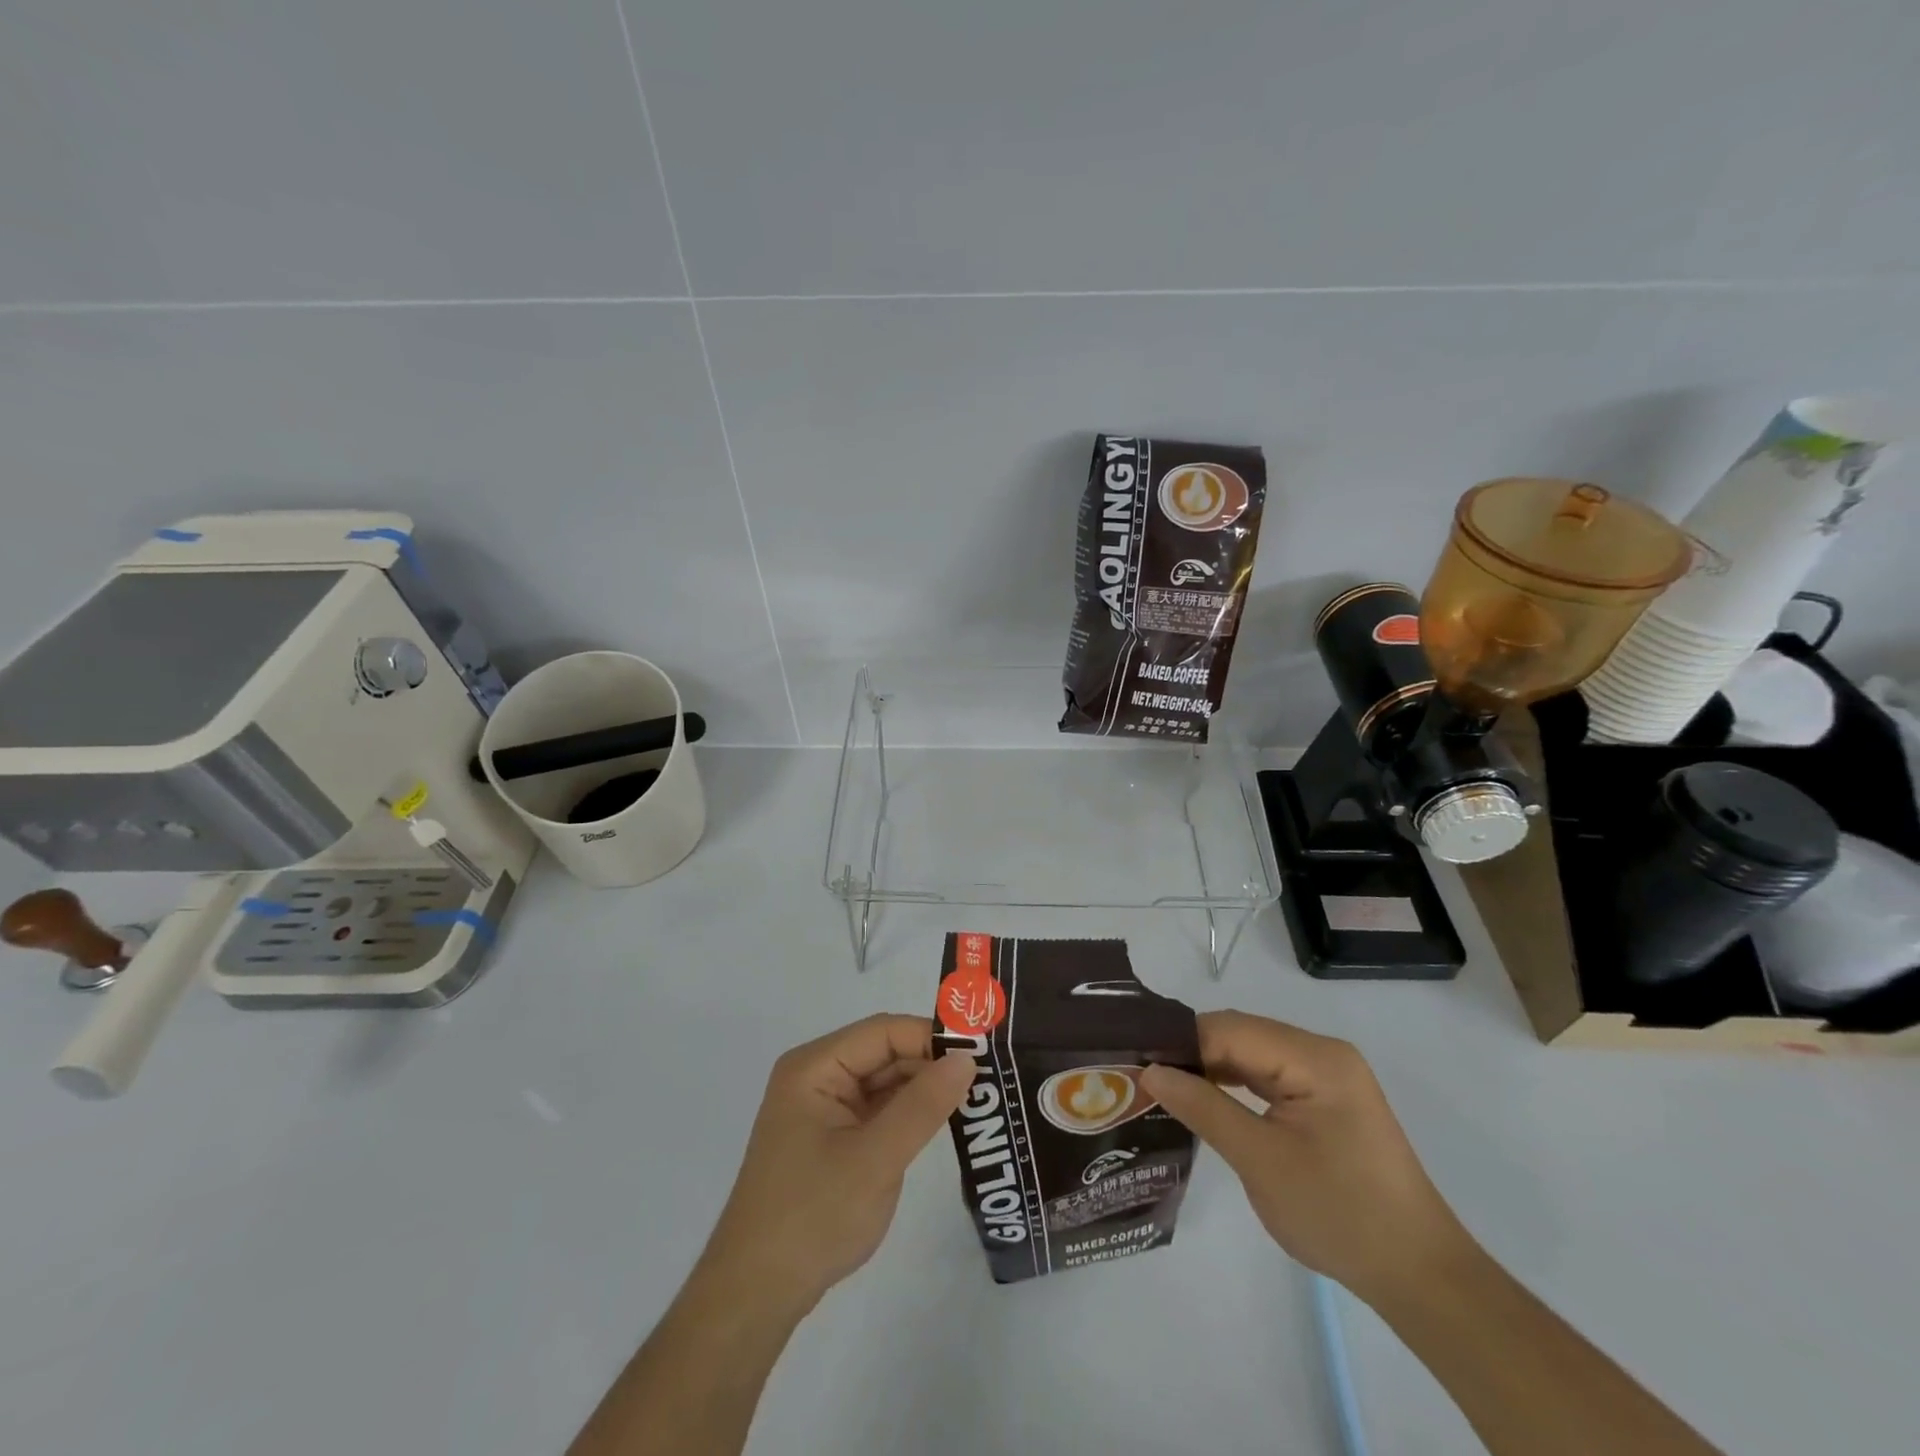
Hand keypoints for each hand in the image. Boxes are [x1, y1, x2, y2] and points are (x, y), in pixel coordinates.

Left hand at [695, 1014, 975, 1315]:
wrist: (756, 1295)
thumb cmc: (812, 1217)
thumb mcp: (875, 1159)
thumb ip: (923, 1106)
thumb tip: (967, 1059)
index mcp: (815, 1067)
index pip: (883, 1032)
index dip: (931, 1037)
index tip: (981, 1054)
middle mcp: (817, 1076)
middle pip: (884, 1052)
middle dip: (932, 1063)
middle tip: (988, 1078)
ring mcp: (823, 1108)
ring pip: (884, 1081)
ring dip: (924, 1088)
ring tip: (978, 1096)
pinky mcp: (832, 1137)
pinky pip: (877, 1110)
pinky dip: (909, 1113)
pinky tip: (944, 1120)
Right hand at [1141, 1010, 1469, 1303]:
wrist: (1418, 1274)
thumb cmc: (1339, 1214)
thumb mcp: (1260, 1161)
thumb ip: (1203, 1108)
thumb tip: (1149, 1072)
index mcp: (1314, 1057)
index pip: (1230, 1029)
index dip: (1181, 1043)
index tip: (1137, 1064)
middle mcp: (1322, 1052)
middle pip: (1241, 1035)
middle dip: (1192, 1054)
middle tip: (1144, 1078)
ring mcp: (1327, 1074)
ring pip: (1251, 1054)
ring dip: (1211, 1069)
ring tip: (1165, 1088)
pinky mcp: (1326, 1098)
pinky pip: (1269, 1075)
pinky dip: (1235, 1085)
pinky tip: (1207, 1100)